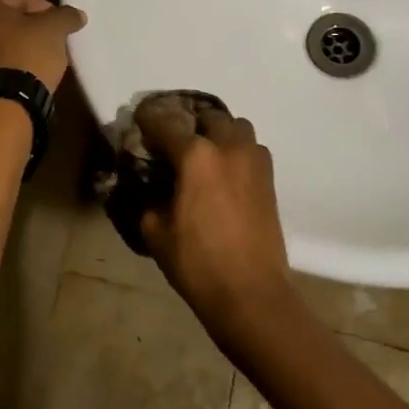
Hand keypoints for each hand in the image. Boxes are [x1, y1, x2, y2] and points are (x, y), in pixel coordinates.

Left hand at [0, 0, 86, 92]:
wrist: (1, 106)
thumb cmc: (24, 53)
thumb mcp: (53, 29)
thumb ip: (64, 16)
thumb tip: (76, 14)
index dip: (42, 10)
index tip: (57, 25)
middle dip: (21, 28)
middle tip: (46, 40)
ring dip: (9, 48)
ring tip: (35, 61)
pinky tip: (20, 77)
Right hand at [134, 94, 292, 330]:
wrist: (251, 292)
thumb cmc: (197, 263)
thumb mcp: (156, 232)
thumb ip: (150, 198)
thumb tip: (151, 185)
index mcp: (195, 156)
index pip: (165, 123)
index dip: (148, 119)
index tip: (139, 120)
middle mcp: (227, 147)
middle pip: (207, 116)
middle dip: (188, 124)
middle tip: (174, 142)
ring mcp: (253, 160)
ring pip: (236, 127)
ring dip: (218, 133)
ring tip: (205, 154)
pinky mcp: (270, 178)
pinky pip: (251, 149)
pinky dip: (237, 151)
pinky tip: (225, 174)